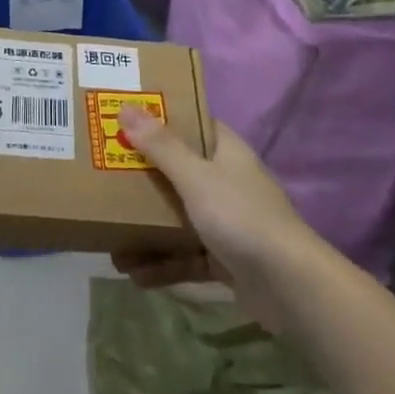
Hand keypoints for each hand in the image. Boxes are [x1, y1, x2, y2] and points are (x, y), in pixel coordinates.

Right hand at [108, 110, 315, 329]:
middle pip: (178, 171)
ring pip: (178, 217)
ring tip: (110, 240)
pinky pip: (185, 256)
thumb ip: (161, 146)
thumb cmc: (241, 216)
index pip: (192, 124)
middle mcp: (226, 182)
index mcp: (225, 152)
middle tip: (104, 176)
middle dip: (143, 178)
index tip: (125, 119)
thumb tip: (126, 107)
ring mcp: (226, 222)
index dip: (161, 119)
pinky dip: (162, 263)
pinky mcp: (225, 259)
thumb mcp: (196, 177)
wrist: (290, 287)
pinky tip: (132, 274)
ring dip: (146, 229)